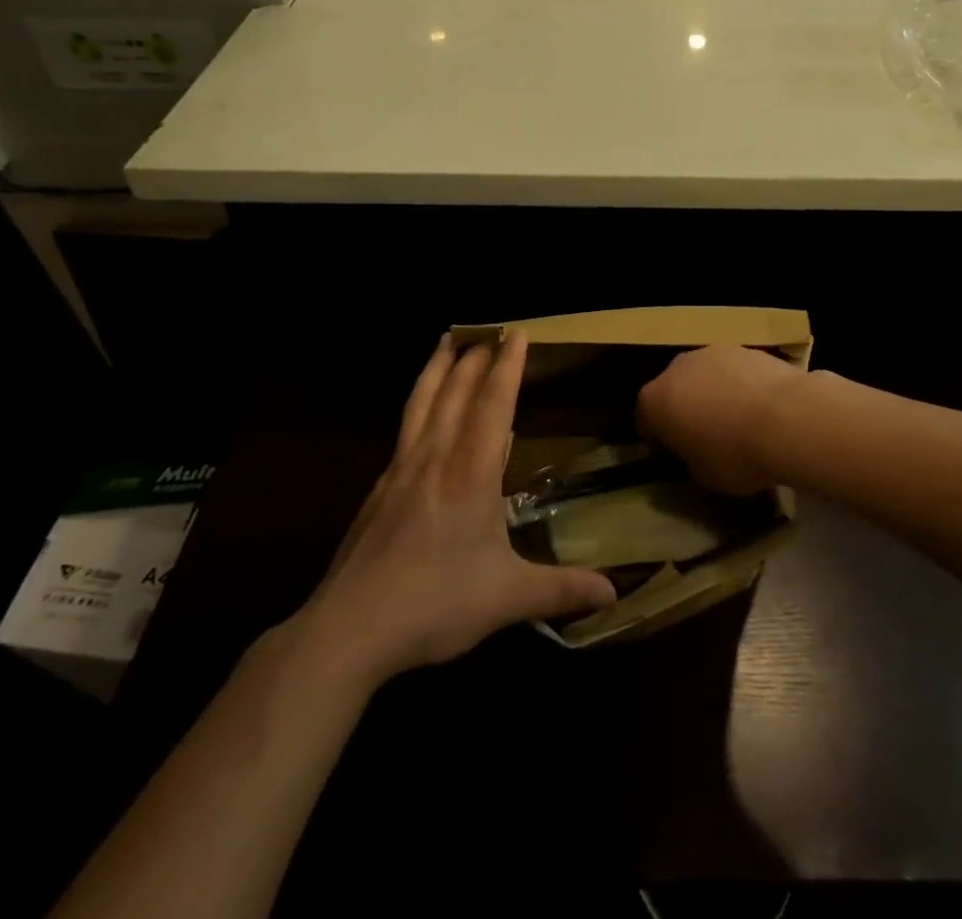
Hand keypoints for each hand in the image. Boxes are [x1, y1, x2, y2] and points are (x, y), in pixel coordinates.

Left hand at [294, 333, 614, 684]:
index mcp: (470, 472)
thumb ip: (561, 590)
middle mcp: (435, 458)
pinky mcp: (378, 490)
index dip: (508, 366)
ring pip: (421, 402)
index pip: (493, 404)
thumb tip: (613, 593)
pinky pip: (404, 428)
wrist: (349, 629)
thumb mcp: (507, 599)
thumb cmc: (435, 604)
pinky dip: (417, 403)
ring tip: (446, 341)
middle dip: (475, 357)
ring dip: (438, 367)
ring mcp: (400, 470)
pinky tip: (418, 413)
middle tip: (489, 331)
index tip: (517, 333)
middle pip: (455, 391)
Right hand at [636, 345, 805, 494]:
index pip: (645, 420)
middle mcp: (677, 367)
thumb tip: (694, 449)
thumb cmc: (735, 454)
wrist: (788, 418)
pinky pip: (733, 371)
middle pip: (673, 390)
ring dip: (712, 393)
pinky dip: (739, 385)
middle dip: (684, 409)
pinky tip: (760, 408)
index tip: (673, 454)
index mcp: (655, 400)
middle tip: (704, 436)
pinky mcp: (746, 347)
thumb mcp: (702, 474)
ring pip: (704, 376)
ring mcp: (712, 352)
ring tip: (737, 420)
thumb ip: (689, 457)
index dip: (657, 439)